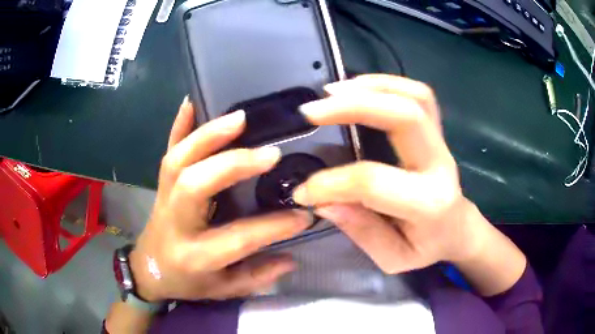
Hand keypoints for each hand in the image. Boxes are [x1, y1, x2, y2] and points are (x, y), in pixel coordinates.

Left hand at [130, 97, 309, 301]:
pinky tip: (190, 103)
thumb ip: (257, 276)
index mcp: (196, 256)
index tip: (304, 214)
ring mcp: (163, 198)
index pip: (239, 237)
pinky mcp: (160, 185)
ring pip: (178, 161)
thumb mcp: (222, 290)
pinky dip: (177, 126)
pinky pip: (166, 152)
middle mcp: (176, 222)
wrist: (148, 271)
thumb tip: (292, 258)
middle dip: (233, 165)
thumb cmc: (186, 283)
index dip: (275, 226)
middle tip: (269, 153)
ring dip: (208, 135)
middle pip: (195, 185)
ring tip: (239, 118)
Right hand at [293, 74, 489, 273]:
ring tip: (331, 92)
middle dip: (354, 107)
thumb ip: (361, 231)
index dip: (330, 183)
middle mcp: (440, 165)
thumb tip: (323, 201)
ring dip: (371, 87)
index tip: (303, 192)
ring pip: (415, 97)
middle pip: (404, 117)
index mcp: (428, 203)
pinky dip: (386, 84)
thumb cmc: (427, 249)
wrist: (457, 230)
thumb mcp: (393, 258)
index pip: (372, 181)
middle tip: (312, 111)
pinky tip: (358, 88)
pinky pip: (419, 95)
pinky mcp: (437, 132)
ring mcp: (441, 143)